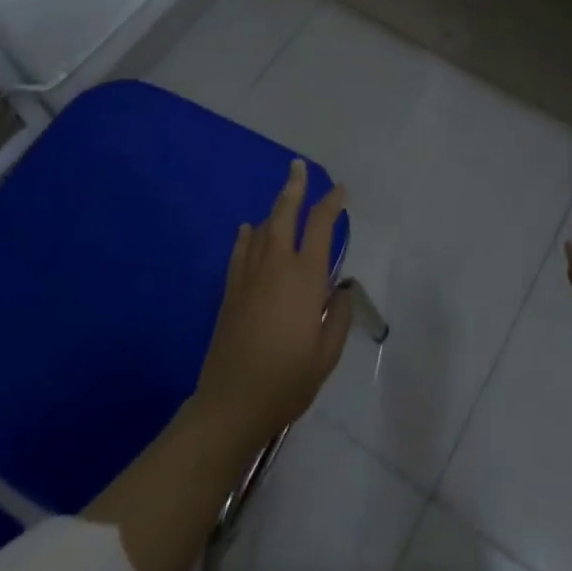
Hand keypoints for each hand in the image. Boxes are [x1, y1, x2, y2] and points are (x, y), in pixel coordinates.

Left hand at [194, 158, 351, 454]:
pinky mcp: (230, 290)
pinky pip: (240, 250)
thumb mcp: (328, 353)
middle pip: (284, 214)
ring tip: (282, 198)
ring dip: (273, 209)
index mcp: (305, 276)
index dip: (331, 203)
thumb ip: (339, 315)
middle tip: (297, 167)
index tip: (340, 191)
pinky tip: (248, 229)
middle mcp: (276, 264)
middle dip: (293, 188)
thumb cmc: (288, 379)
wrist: (232, 403)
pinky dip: (246, 235)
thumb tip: (341, 288)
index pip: (321, 226)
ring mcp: (249, 275)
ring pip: (261, 228)